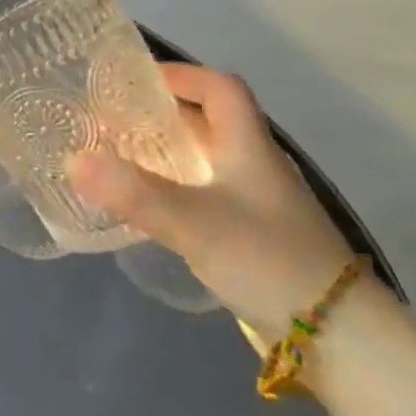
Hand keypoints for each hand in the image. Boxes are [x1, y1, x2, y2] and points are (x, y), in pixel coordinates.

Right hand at [69, 65, 355, 344]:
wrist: (342, 341)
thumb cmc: (270, 261)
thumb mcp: (195, 223)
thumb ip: (134, 191)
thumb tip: (73, 159)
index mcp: (249, 148)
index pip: (220, 89)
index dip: (181, 75)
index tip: (134, 79)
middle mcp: (255, 168)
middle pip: (210, 122)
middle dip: (161, 113)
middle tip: (110, 116)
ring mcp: (257, 204)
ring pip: (206, 160)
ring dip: (165, 151)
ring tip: (116, 154)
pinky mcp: (252, 237)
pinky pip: (204, 194)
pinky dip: (172, 187)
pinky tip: (146, 204)